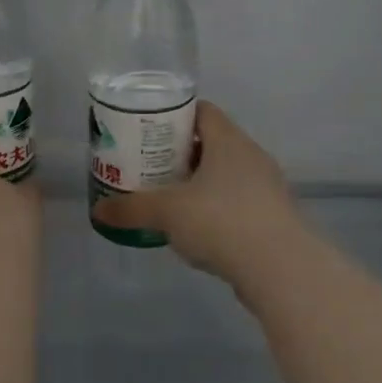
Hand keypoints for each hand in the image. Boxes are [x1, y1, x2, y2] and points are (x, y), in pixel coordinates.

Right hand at [89, 101, 307, 284]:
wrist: (283, 271)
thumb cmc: (222, 222)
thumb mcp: (168, 212)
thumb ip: (132, 208)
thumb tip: (98, 210)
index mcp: (229, 141)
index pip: (202, 111)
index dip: (174, 116)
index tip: (148, 130)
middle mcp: (251, 156)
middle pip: (212, 143)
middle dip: (180, 153)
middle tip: (149, 164)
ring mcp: (267, 188)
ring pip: (225, 175)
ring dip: (199, 183)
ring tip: (168, 198)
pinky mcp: (273, 219)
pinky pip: (238, 203)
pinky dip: (216, 209)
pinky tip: (196, 230)